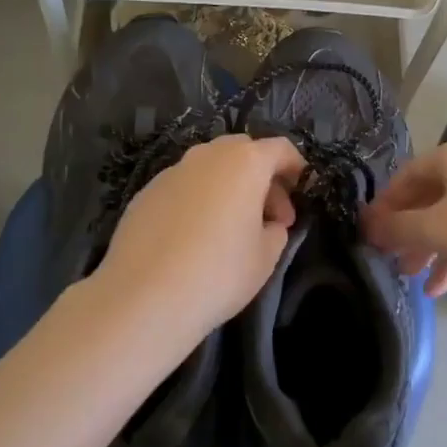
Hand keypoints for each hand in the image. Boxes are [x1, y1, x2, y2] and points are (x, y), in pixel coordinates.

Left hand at [93, 133, 304, 347]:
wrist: (143, 296)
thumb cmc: (219, 272)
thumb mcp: (266, 256)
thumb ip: (276, 230)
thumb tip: (269, 224)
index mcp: (245, 162)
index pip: (281, 149)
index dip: (297, 168)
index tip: (303, 192)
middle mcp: (207, 155)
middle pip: (244, 152)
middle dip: (262, 177)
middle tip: (270, 216)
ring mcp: (172, 171)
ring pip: (210, 167)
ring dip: (228, 187)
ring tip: (231, 228)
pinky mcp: (145, 192)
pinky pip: (183, 186)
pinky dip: (198, 199)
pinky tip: (194, 237)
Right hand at [362, 136, 446, 297]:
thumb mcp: (436, 230)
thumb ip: (397, 227)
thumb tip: (367, 225)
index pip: (406, 176)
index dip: (383, 206)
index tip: (367, 234)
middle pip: (428, 197)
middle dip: (406, 231)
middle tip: (387, 258)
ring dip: (428, 248)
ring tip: (411, 278)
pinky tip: (441, 287)